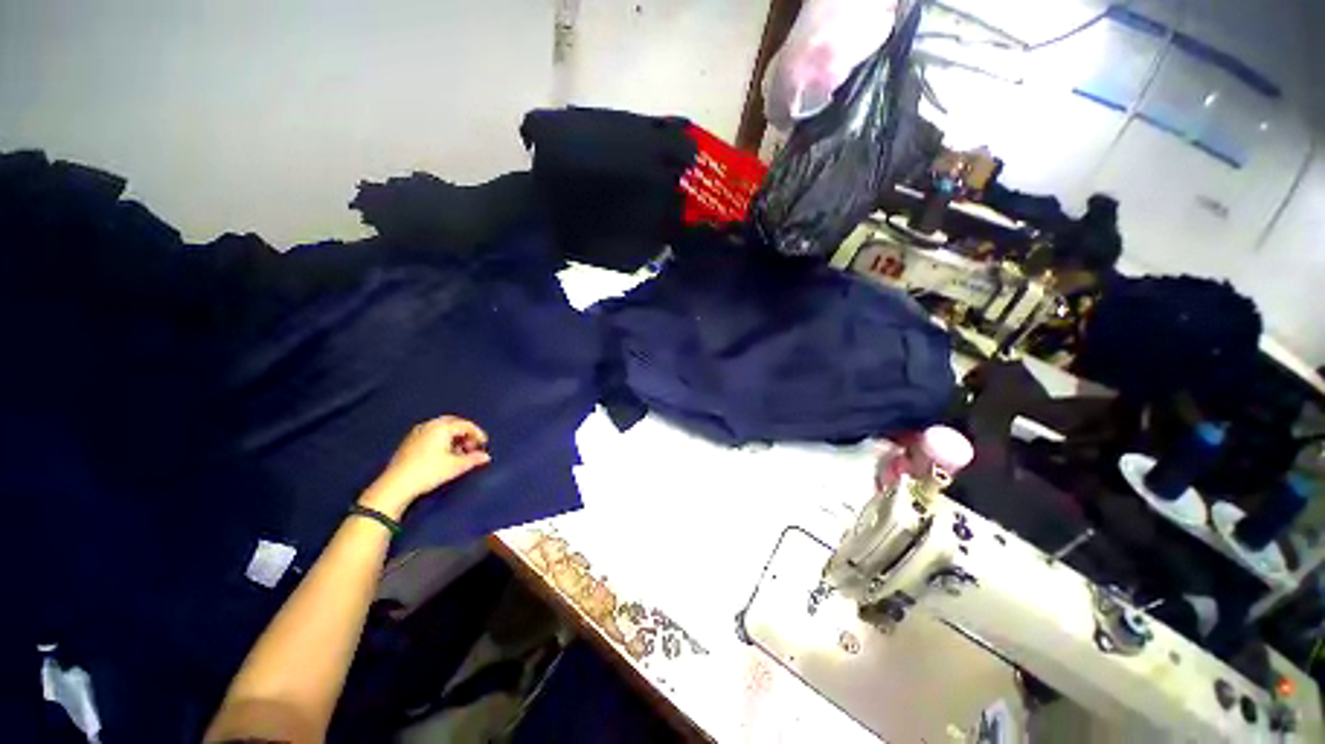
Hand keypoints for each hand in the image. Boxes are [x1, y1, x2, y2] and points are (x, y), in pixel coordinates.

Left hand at [360, 416, 490, 518]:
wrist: (396, 485)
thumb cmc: (428, 472)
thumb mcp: (456, 466)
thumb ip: (473, 459)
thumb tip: (486, 457)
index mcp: (441, 427)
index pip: (466, 425)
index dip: (478, 434)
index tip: (483, 445)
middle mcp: (429, 425)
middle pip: (453, 423)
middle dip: (465, 433)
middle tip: (471, 446)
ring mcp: (416, 432)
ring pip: (441, 428)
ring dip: (453, 437)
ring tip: (458, 452)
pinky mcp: (408, 442)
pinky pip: (430, 434)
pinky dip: (441, 439)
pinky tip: (443, 454)